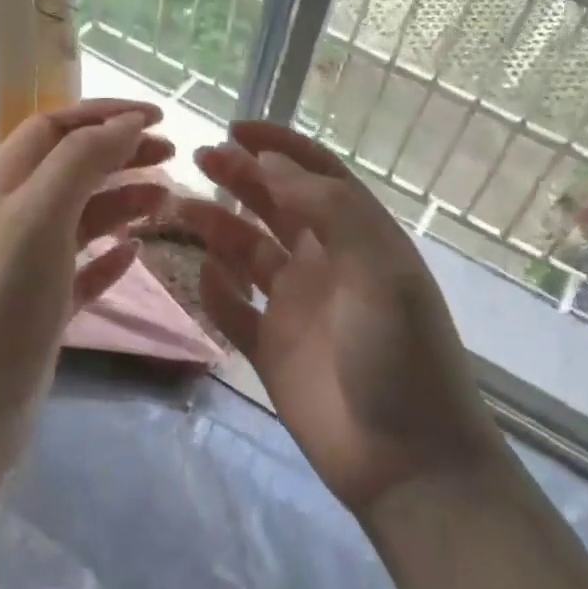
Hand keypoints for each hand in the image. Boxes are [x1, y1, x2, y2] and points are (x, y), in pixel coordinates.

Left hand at [0, 100, 172, 521]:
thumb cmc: (0, 303)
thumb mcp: (38, 216)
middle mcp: (7, 217)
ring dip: (121, 201)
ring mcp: (22, 266)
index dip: (105, 114)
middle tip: (173, 158)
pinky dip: (109, 255)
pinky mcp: (38, 310)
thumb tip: (126, 122)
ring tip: (167, 202)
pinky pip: (80, 270)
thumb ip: (81, 161)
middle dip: (120, 154)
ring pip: (79, 217)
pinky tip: (136, 252)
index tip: (161, 117)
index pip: (55, 128)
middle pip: (70, 167)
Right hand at [178, 123, 502, 515]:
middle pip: (277, 207)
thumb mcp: (380, 270)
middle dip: (242, 178)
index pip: (318, 176)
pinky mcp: (272, 349)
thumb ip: (330, 210)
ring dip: (218, 228)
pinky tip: (201, 276)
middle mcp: (326, 265)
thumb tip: (272, 164)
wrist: (406, 459)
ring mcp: (296, 308)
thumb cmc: (400, 356)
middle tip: (199, 158)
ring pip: (248, 253)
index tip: (236, 128)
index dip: (281, 147)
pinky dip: (216, 290)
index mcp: (359, 239)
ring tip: (181, 208)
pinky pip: (234, 310)